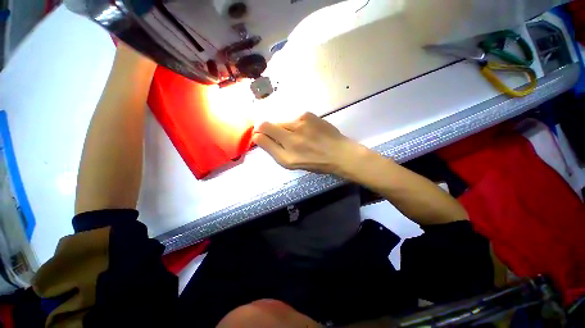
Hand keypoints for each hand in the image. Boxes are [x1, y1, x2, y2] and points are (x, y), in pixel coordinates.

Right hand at [252, 112, 366, 174]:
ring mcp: (299, 124)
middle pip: (265, 125)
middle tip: (278, 135)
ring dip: (283, 128)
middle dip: (265, 129)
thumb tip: (259, 137)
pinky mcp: (307, 115)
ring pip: (280, 122)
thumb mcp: (292, 164)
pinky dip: (295, 124)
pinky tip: (306, 131)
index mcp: (287, 156)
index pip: (261, 138)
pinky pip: (293, 119)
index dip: (257, 136)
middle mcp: (291, 139)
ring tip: (298, 136)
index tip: (260, 137)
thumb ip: (274, 150)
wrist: (339, 153)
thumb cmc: (315, 162)